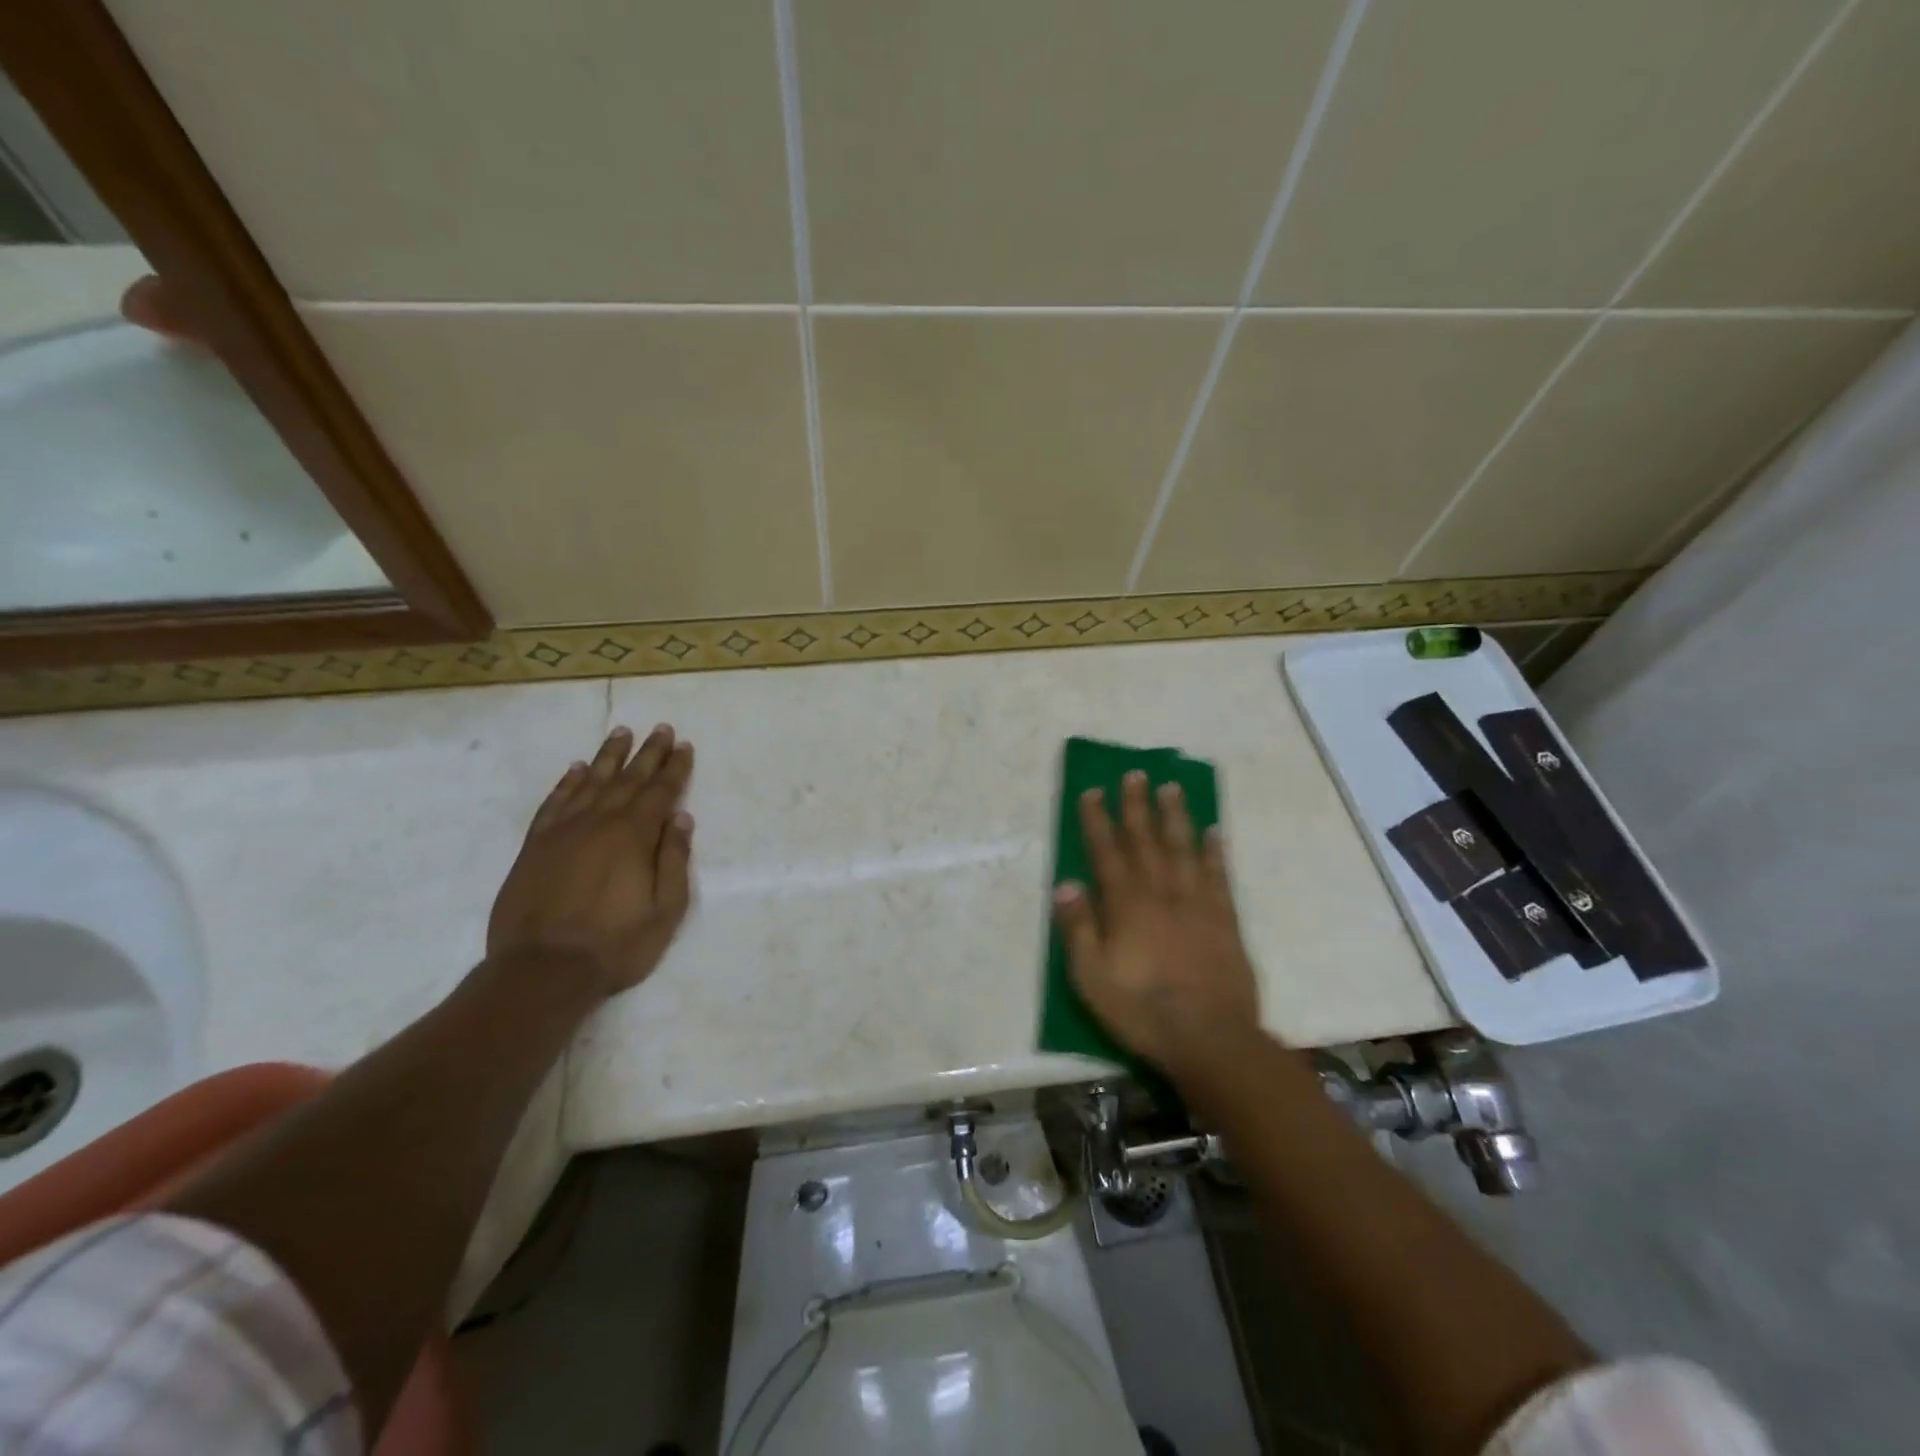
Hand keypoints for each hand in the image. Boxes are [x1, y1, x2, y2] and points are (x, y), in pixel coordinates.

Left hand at [487, 724, 695, 997]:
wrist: (541, 971)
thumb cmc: (615, 945)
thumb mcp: (664, 910)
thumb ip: (674, 861)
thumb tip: (682, 819)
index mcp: (634, 836)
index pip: (661, 792)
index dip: (675, 768)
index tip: (685, 746)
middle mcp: (599, 822)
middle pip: (629, 779)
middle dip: (648, 753)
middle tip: (662, 729)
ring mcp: (563, 832)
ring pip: (591, 782)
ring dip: (609, 756)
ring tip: (622, 732)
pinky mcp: (535, 846)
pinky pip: (554, 803)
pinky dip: (567, 783)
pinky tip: (577, 769)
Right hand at [1053, 771, 1261, 1073]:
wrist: (1210, 1039)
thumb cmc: (1142, 1011)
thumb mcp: (1092, 978)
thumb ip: (1079, 929)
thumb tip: (1066, 884)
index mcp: (1125, 906)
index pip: (1107, 852)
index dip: (1097, 820)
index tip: (1092, 791)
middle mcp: (1160, 893)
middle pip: (1146, 841)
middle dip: (1136, 806)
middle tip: (1135, 774)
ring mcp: (1196, 904)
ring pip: (1183, 849)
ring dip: (1175, 816)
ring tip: (1171, 787)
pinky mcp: (1225, 920)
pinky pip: (1218, 876)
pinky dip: (1215, 852)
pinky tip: (1214, 831)